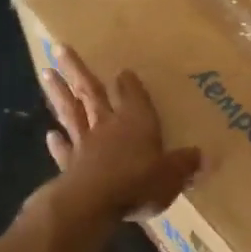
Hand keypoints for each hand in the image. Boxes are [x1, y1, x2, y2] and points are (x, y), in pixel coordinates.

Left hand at [38, 45, 200, 222]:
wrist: (92, 204)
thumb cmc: (137, 182)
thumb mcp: (172, 174)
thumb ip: (185, 163)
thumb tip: (204, 156)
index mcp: (136, 121)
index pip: (131, 94)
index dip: (128, 82)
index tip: (122, 70)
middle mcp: (107, 125)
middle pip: (91, 91)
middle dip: (77, 69)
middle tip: (59, 47)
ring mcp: (84, 144)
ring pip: (70, 111)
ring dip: (59, 93)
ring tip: (46, 73)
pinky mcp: (69, 166)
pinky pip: (63, 149)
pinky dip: (57, 141)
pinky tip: (50, 134)